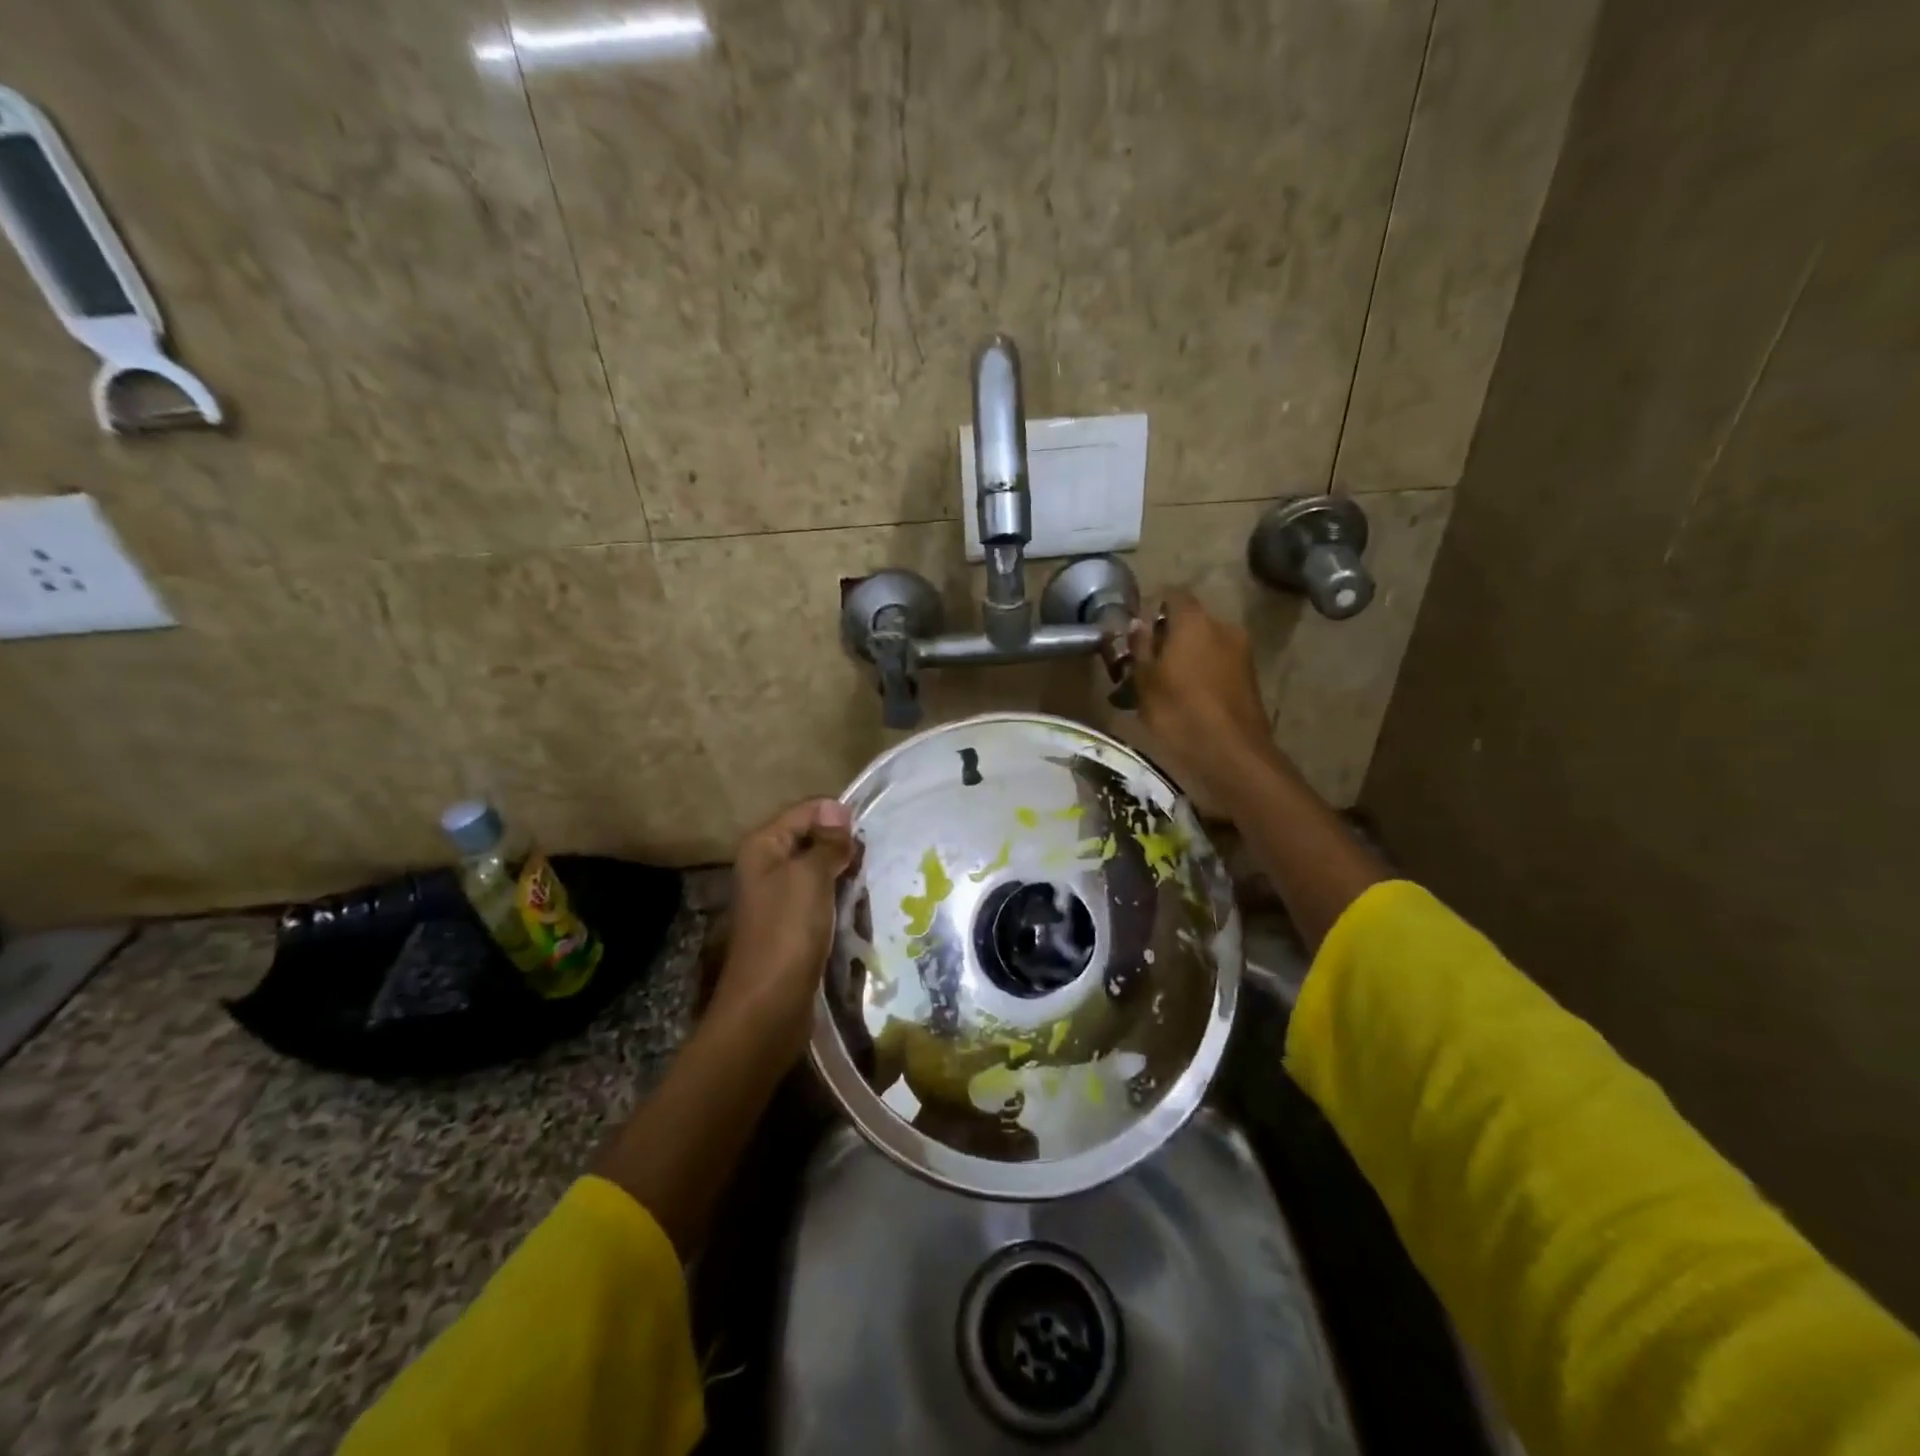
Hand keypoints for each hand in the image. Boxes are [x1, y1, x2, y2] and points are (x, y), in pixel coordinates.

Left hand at [710, 798, 860, 1060]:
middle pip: (813, 840)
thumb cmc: (788, 932)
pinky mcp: (793, 926)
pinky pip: (822, 900)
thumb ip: (827, 842)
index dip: (838, 817)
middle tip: (874, 861)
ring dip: (845, 877)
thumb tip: (839, 809)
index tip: (870, 834)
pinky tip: (861, 909)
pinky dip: (840, 901)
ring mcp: (780, 898)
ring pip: (821, 872)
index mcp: (764, 846)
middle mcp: (768, 867)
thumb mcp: (811, 876)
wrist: (769, 1005)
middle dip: (844, 848)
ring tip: (871, 884)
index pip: (807, 811)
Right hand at [1128, 589, 1280, 805]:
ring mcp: (1241, 651)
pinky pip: (1218, 663)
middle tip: (1145, 662)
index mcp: (1194, 621)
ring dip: (1185, 656)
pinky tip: (1186, 698)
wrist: (1232, 753)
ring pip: (1205, 643)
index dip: (1153, 607)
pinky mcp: (1250, 676)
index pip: (1173, 595)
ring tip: (1163, 685)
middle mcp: (1222, 627)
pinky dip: (1202, 672)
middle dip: (1168, 636)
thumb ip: (1140, 647)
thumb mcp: (1145, 681)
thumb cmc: (1179, 712)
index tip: (1136, 631)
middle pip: (1190, 620)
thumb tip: (1138, 623)